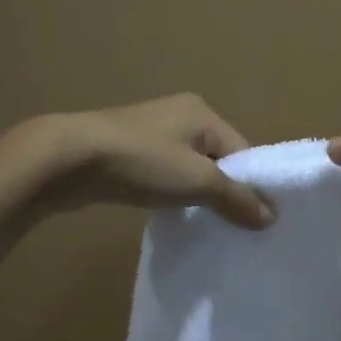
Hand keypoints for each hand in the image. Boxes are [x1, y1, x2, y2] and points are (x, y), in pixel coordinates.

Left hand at [39, 94, 275, 230]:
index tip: (258, 220)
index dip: (252, 185)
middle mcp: (179, 116)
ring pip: (188, 169)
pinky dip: (170, 194)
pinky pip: (163, 176)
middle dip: (224, 192)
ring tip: (203, 226)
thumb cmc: (142, 162)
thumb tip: (271, 217)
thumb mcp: (198, 181)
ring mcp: (149, 134)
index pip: (243, 151)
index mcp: (202, 112)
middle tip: (233, 228)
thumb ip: (236, 199)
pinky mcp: (126, 153)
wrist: (68, 160)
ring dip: (196, 196)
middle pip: (217, 160)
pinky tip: (170, 216)